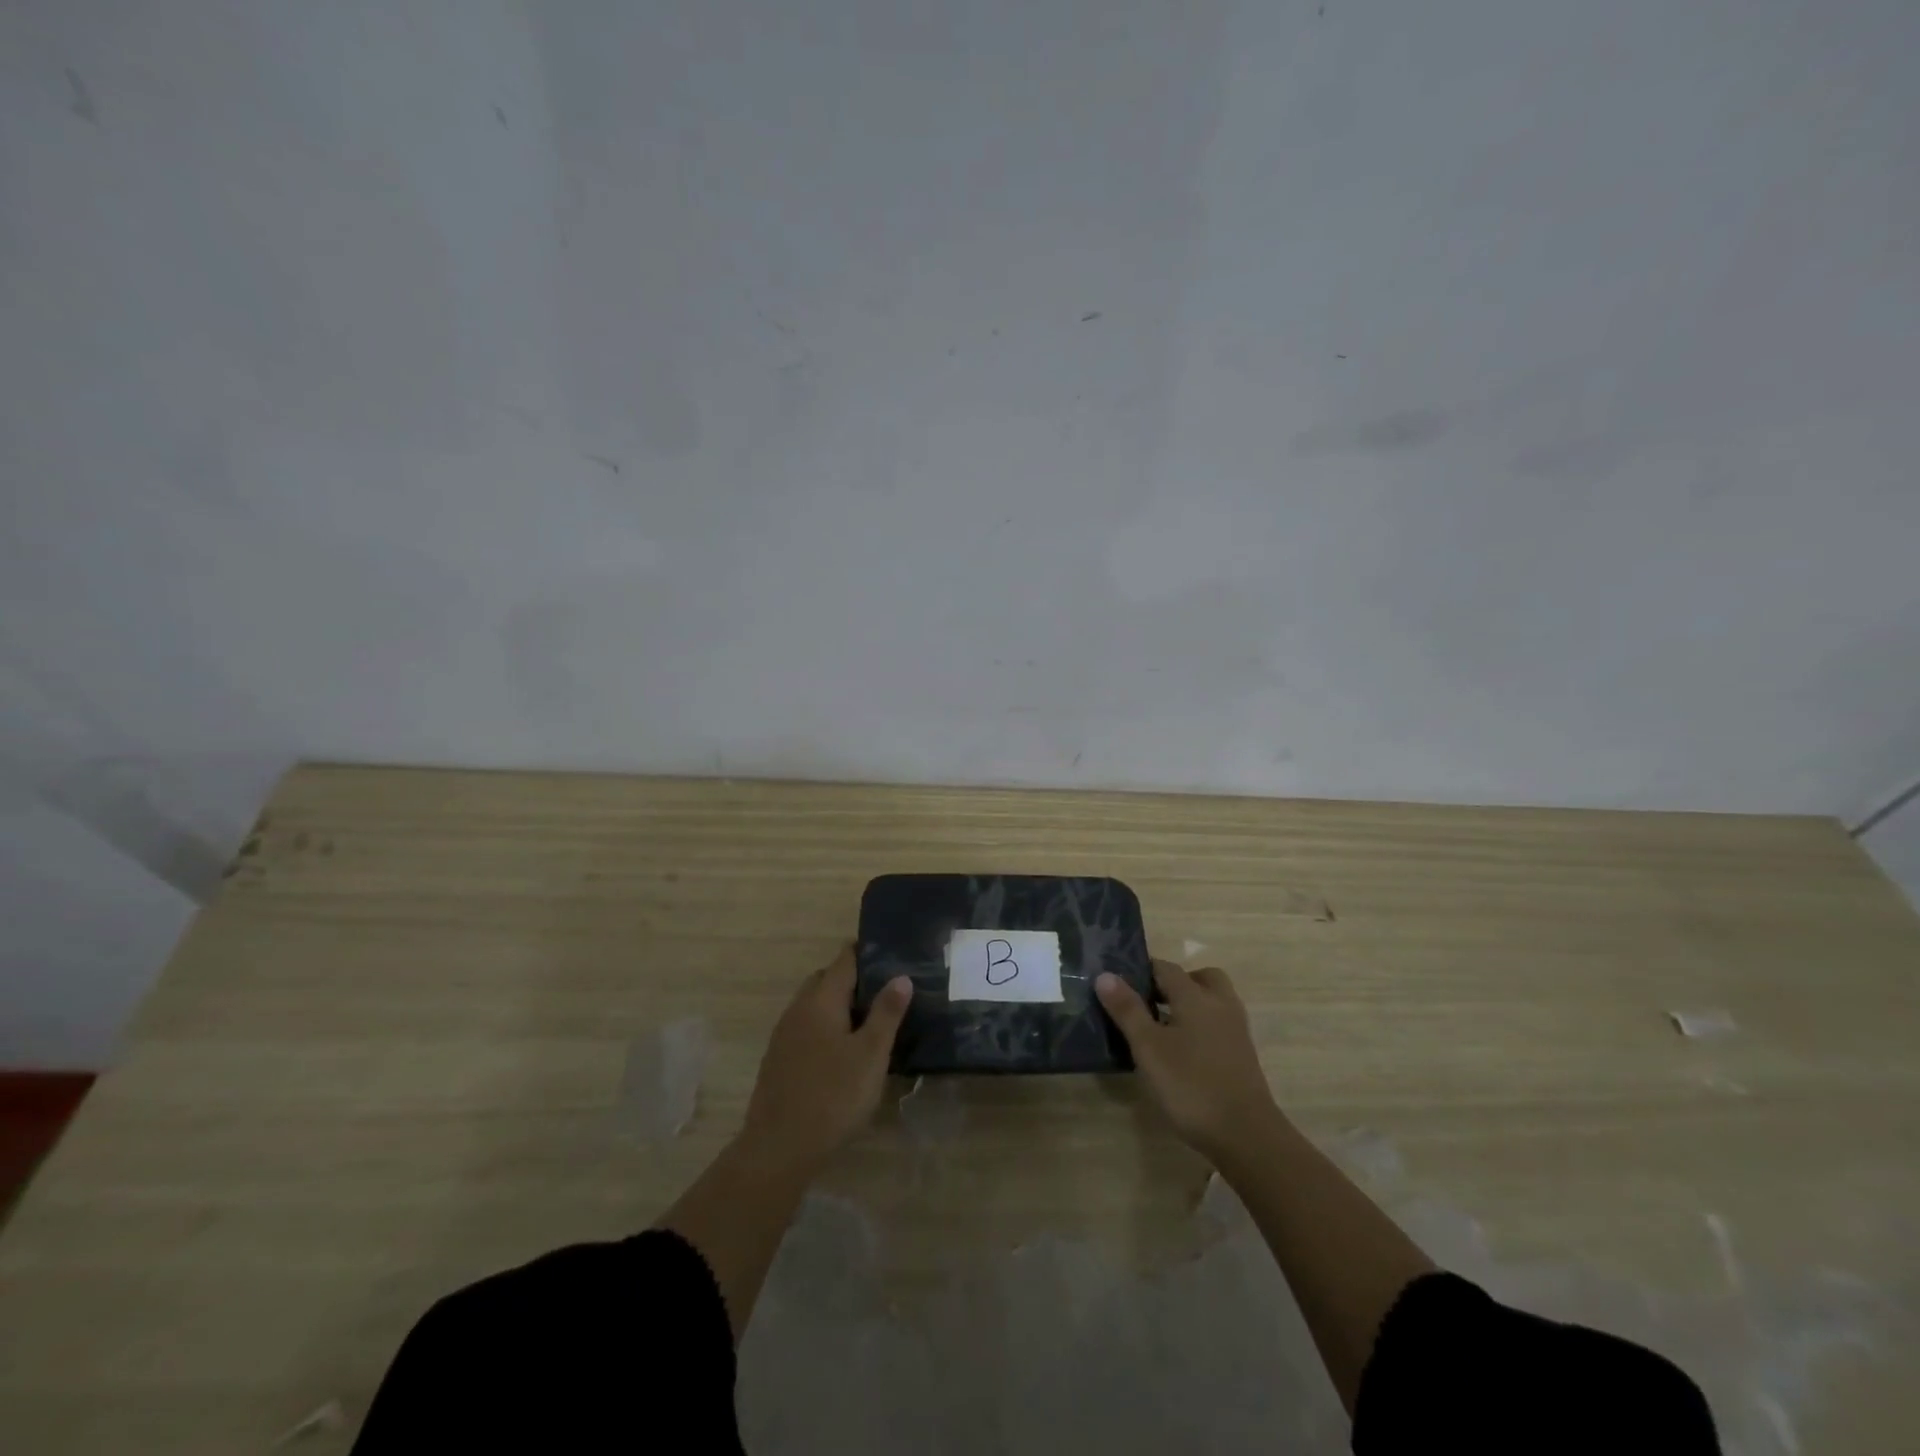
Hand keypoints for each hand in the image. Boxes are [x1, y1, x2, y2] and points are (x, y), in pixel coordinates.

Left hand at [740, 946, 911, 1173]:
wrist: (779, 1148)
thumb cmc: (833, 1095)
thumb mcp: (870, 1054)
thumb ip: (887, 1013)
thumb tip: (901, 976)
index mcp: (821, 1000)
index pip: (844, 960)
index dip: (867, 952)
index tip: (891, 953)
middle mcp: (798, 1009)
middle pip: (826, 980)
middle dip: (853, 980)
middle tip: (885, 992)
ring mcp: (784, 1035)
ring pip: (814, 1006)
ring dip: (838, 1006)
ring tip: (869, 1022)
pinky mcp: (778, 1060)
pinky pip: (806, 1028)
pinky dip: (825, 1028)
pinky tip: (842, 1053)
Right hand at [1096, 960, 1277, 1158]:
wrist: (1246, 1136)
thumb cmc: (1190, 1085)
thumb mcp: (1148, 1047)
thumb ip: (1127, 1010)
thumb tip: (1105, 975)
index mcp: (1196, 996)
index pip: (1165, 968)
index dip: (1141, 970)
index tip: (1118, 982)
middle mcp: (1220, 1004)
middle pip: (1198, 978)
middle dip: (1173, 983)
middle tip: (1149, 1002)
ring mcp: (1235, 1030)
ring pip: (1212, 1001)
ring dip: (1189, 1004)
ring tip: (1161, 1027)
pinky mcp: (1242, 1054)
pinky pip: (1218, 1024)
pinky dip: (1200, 1025)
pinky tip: (1182, 1051)